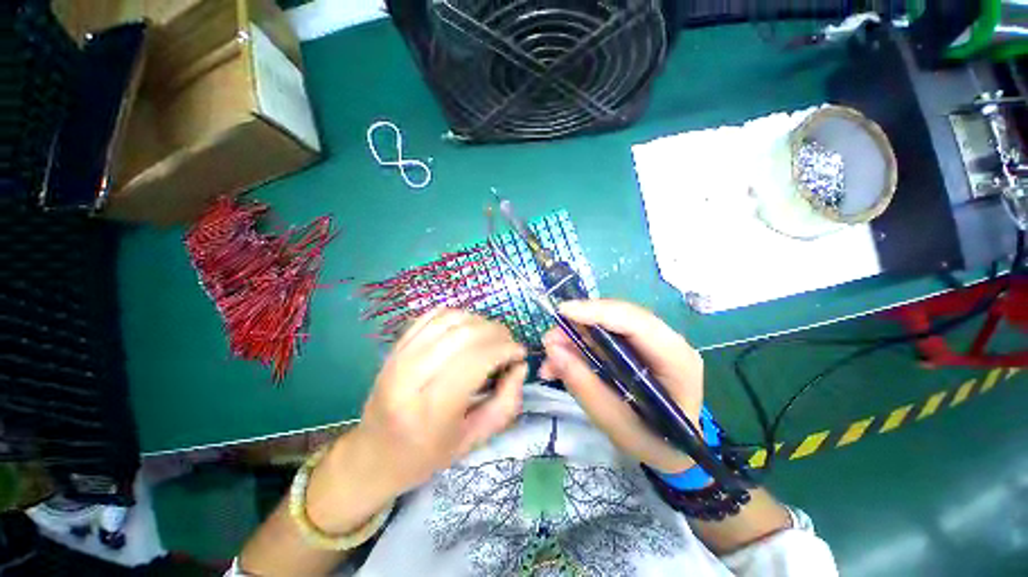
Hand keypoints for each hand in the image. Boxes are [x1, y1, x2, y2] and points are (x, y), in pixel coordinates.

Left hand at [352, 308, 527, 493]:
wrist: (373, 454)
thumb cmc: (427, 455)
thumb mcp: (474, 440)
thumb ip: (506, 403)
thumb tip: (520, 366)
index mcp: (431, 409)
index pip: (476, 360)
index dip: (505, 349)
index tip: (520, 354)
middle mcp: (411, 376)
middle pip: (464, 334)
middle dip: (497, 333)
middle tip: (509, 344)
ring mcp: (399, 356)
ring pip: (450, 319)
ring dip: (480, 322)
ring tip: (491, 337)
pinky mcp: (396, 346)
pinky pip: (433, 315)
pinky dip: (458, 315)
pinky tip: (468, 328)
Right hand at [539, 299, 703, 473]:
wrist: (670, 450)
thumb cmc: (652, 442)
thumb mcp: (615, 422)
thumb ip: (584, 385)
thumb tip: (552, 350)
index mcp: (676, 359)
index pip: (636, 322)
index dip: (598, 312)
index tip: (562, 312)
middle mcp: (667, 341)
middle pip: (619, 317)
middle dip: (580, 324)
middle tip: (550, 340)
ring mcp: (652, 341)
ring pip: (608, 324)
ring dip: (576, 336)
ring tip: (551, 357)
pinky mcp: (637, 346)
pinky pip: (604, 336)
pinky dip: (580, 346)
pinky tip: (561, 362)